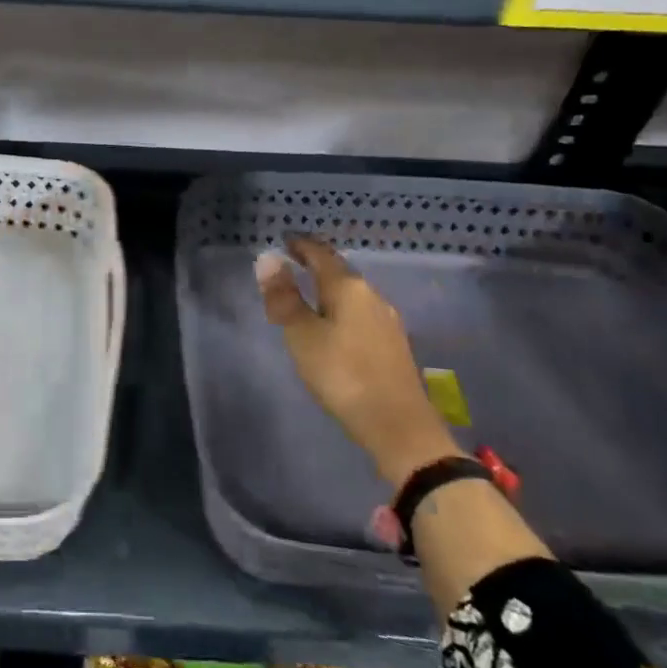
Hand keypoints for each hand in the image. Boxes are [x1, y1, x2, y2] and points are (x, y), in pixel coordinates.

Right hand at [256, 236, 460, 488]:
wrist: (399, 426)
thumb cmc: (343, 375)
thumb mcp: (302, 335)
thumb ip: (284, 297)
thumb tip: (267, 258)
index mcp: (348, 287)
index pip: (321, 254)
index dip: (301, 245)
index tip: (284, 241)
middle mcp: (372, 296)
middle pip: (340, 272)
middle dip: (315, 266)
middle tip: (291, 266)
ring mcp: (387, 321)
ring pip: (352, 294)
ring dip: (329, 290)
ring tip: (308, 297)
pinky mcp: (393, 345)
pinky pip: (361, 314)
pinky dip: (341, 310)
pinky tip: (334, 327)